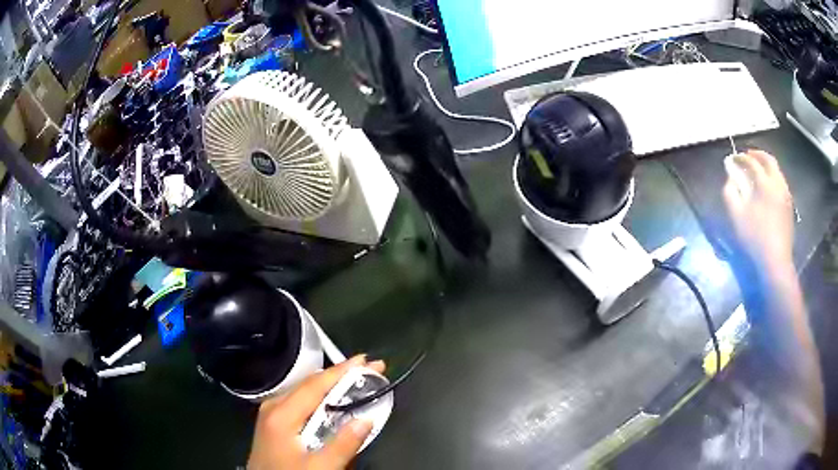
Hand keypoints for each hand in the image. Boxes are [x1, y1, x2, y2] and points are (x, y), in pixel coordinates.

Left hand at [248, 355, 385, 469]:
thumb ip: (343, 445)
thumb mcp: (319, 467)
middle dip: (342, 375)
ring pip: (306, 391)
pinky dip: (322, 397)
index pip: (316, 385)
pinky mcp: (274, 422)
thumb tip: (367, 419)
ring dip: (333, 385)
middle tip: (370, 370)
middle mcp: (274, 406)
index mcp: (281, 414)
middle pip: (310, 383)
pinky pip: (301, 401)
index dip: (343, 371)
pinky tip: (335, 401)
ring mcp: (271, 413)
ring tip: (357, 381)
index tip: (369, 361)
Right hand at [722, 150, 794, 271]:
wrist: (775, 262)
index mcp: (765, 183)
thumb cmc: (754, 239)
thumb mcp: (736, 216)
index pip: (751, 162)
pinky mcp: (789, 206)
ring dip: (766, 166)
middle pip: (769, 160)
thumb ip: (730, 192)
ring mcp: (786, 195)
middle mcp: (778, 184)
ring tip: (758, 170)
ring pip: (777, 171)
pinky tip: (767, 187)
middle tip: (747, 155)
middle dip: (757, 155)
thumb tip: (730, 175)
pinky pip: (781, 183)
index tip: (732, 158)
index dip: (740, 158)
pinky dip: (773, 177)